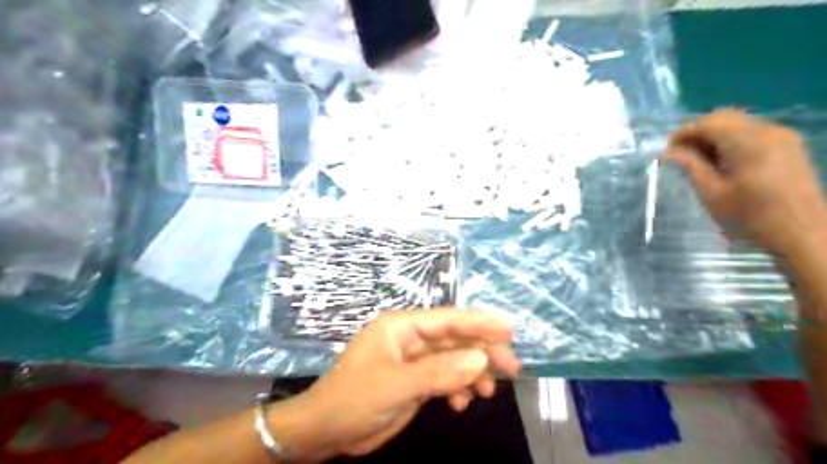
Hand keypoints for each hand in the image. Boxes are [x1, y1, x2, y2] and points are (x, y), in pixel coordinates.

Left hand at [279, 310, 521, 461]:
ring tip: (487, 392)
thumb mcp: (396, 385)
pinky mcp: (415, 381)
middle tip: (511, 367)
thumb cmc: (354, 399)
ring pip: (453, 359)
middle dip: (482, 351)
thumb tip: (481, 358)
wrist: (326, 431)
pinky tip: (461, 403)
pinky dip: (457, 388)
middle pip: (454, 339)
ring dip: (472, 373)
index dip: (479, 322)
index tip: (509, 329)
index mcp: (401, 326)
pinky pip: (445, 378)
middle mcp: (410, 338)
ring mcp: (414, 360)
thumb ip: (439, 372)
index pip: (447, 319)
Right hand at [664, 109, 825, 259]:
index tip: (666, 151)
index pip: (709, 123)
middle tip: (680, 155)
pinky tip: (722, 162)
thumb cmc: (751, 217)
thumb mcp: (712, 194)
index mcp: (749, 142)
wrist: (803, 234)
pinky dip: (731, 141)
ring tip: (698, 161)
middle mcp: (768, 131)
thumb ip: (691, 167)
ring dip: (714, 137)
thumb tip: (669, 152)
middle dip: (698, 133)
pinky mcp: (788, 146)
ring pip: (738, 124)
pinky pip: (752, 133)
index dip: (684, 133)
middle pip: (725, 118)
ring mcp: (782, 137)